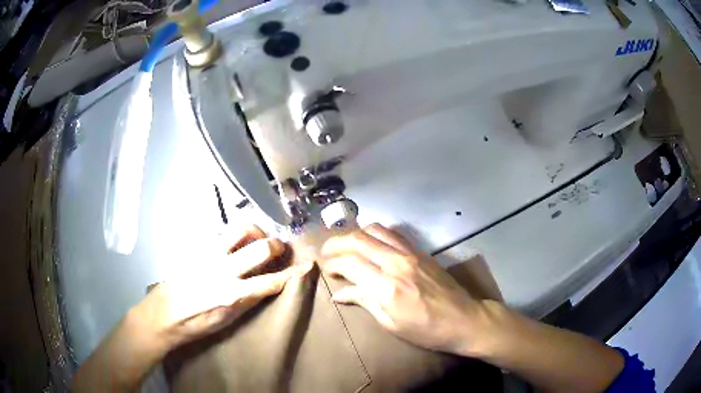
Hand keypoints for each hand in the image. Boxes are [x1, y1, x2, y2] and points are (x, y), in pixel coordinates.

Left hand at [136, 225, 310, 350]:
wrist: (164, 313)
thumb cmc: (197, 323)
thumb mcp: (228, 320)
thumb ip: (249, 299)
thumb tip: (267, 285)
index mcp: (233, 294)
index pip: (271, 281)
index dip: (292, 274)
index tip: (306, 266)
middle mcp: (224, 269)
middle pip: (260, 248)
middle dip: (277, 246)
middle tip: (281, 248)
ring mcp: (210, 254)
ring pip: (240, 229)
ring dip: (256, 231)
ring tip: (258, 239)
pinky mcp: (198, 247)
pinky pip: (222, 233)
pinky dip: (235, 235)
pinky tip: (234, 243)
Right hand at [321, 224, 488, 355]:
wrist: (464, 319)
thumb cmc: (426, 330)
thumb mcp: (391, 324)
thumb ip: (365, 302)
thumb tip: (340, 293)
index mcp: (387, 287)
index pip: (350, 263)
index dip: (333, 263)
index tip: (327, 269)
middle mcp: (396, 264)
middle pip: (358, 239)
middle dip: (337, 243)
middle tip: (327, 252)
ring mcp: (411, 254)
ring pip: (375, 230)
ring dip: (356, 234)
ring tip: (347, 245)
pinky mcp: (421, 251)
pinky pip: (393, 234)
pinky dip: (376, 234)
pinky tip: (371, 244)